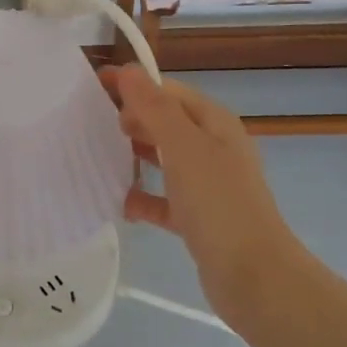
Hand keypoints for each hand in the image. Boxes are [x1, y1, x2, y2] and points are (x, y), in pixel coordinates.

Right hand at [103, 65, 295, 306]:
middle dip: (132, 120)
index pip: (168, 91)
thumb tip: (128, 70)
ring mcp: (208, 184)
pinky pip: (164, 199)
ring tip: (99, 159)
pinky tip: (120, 204)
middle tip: (93, 127)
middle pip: (166, 123)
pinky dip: (144, 198)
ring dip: (134, 157)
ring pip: (164, 160)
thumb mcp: (183, 146)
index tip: (94, 87)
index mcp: (214, 123)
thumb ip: (154, 107)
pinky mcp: (199, 218)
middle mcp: (214, 148)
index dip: (133, 86)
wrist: (254, 276)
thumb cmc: (218, 202)